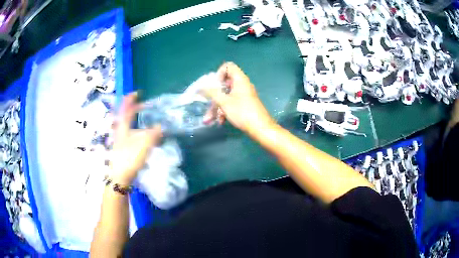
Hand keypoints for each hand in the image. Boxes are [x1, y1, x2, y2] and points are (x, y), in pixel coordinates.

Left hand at [109, 93, 161, 184]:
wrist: (120, 177)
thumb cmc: (129, 158)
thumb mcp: (144, 145)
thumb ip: (154, 134)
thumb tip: (162, 126)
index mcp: (123, 127)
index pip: (125, 108)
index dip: (131, 99)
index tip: (138, 93)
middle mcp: (119, 131)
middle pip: (124, 116)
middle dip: (133, 109)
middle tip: (144, 106)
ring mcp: (119, 140)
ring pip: (127, 125)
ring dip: (134, 120)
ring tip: (144, 120)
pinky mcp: (122, 148)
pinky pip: (129, 134)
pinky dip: (136, 130)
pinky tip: (142, 137)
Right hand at [203, 62, 274, 134]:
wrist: (260, 128)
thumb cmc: (242, 112)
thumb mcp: (224, 102)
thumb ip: (212, 92)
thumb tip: (201, 86)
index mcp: (239, 79)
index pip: (228, 66)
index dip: (219, 73)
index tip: (214, 85)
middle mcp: (242, 85)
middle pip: (225, 83)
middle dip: (214, 96)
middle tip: (208, 103)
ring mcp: (244, 95)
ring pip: (227, 96)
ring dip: (217, 106)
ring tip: (209, 119)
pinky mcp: (245, 104)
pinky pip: (232, 103)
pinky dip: (225, 110)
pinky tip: (221, 121)